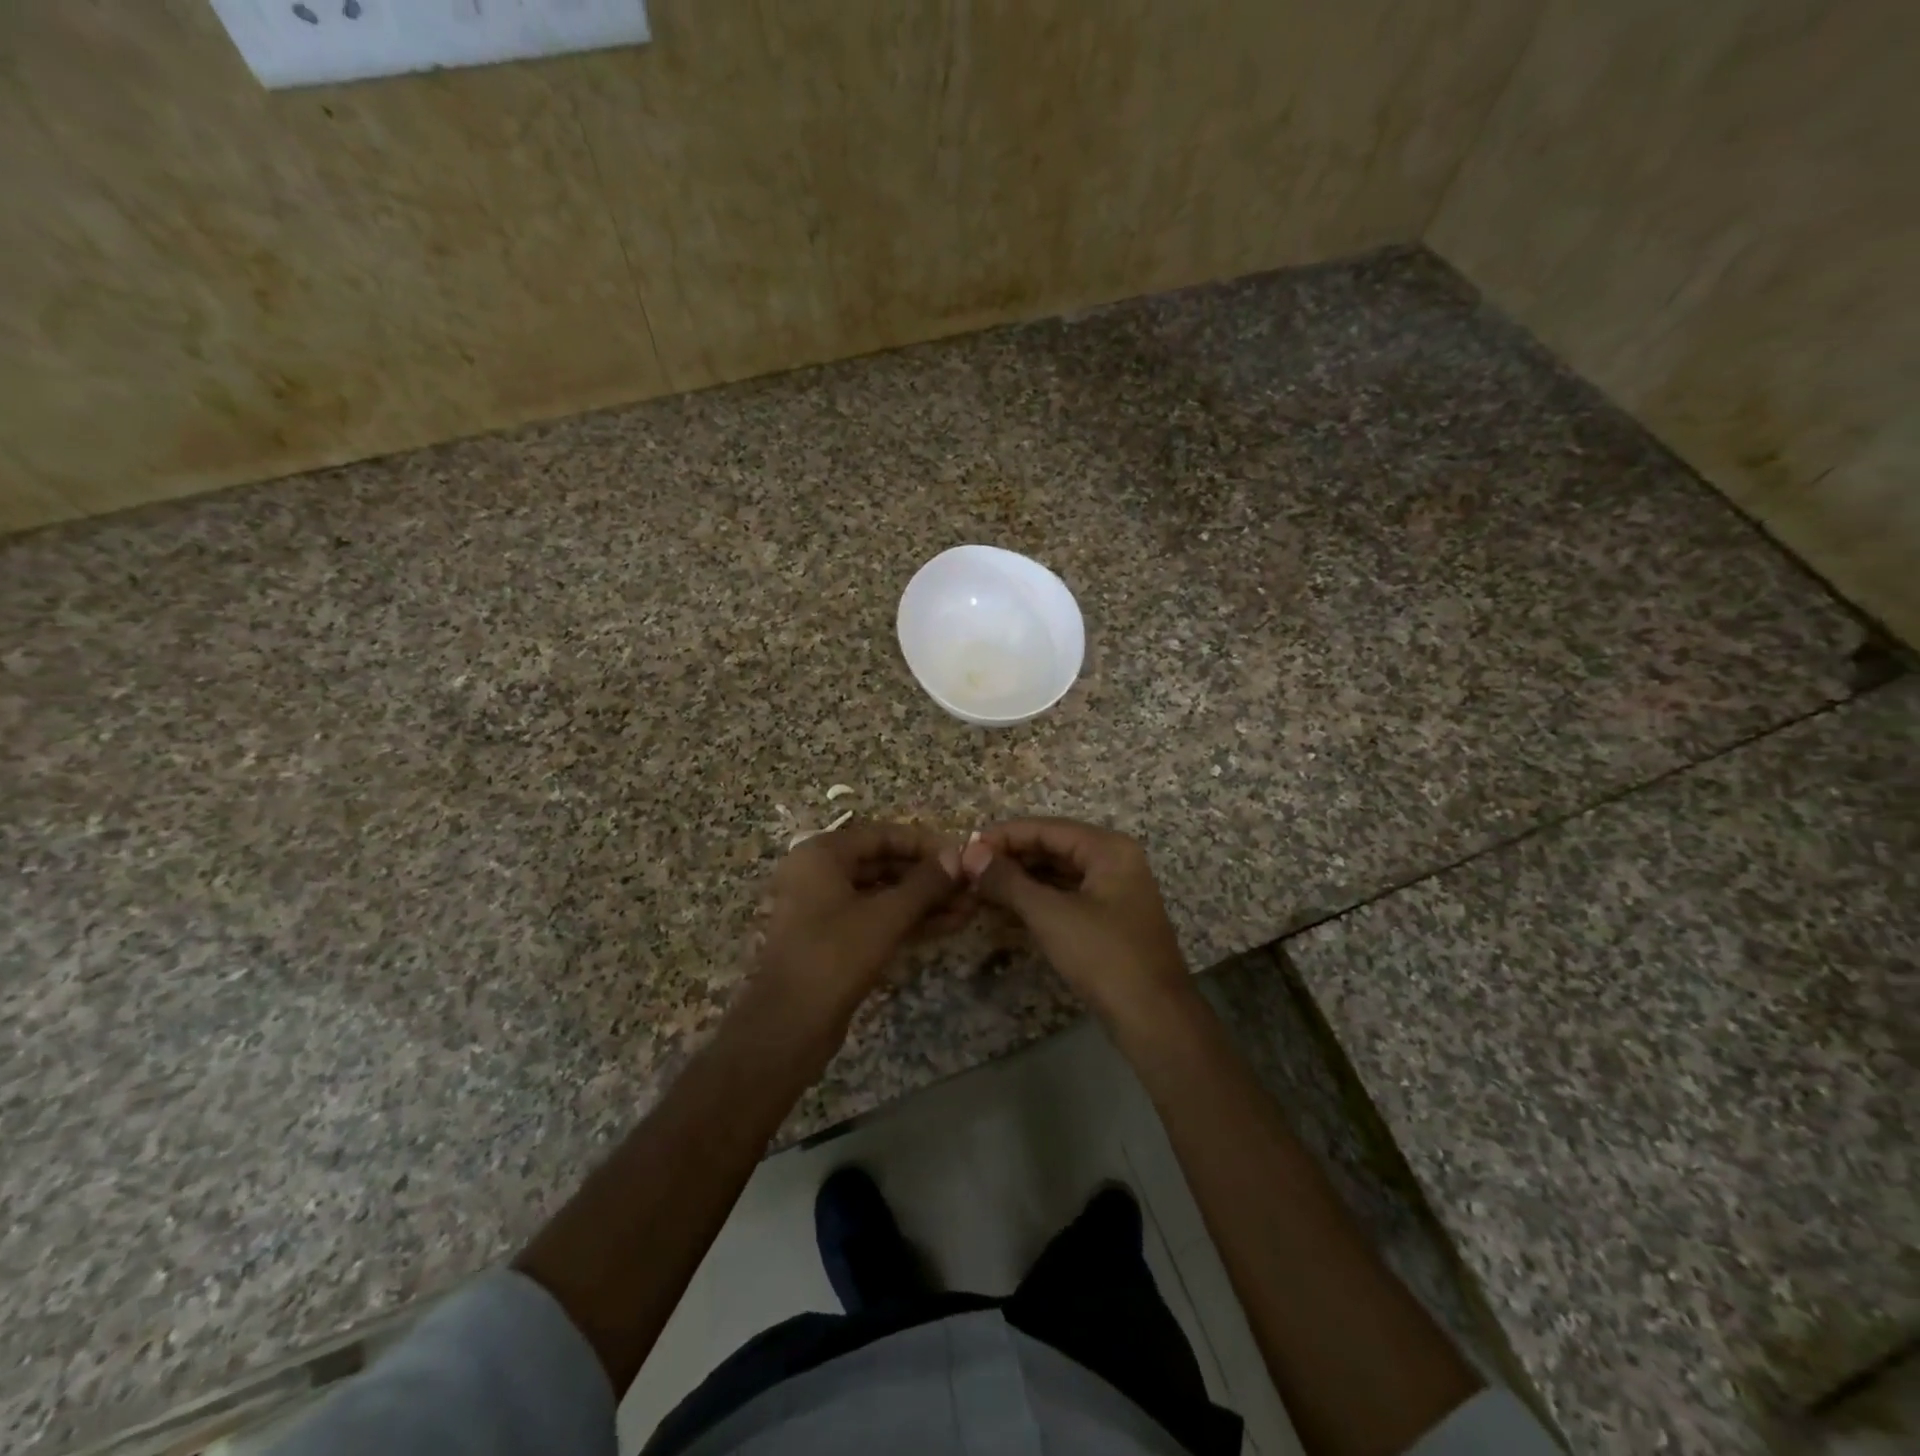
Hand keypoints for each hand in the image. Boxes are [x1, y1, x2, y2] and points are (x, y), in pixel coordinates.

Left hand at [755, 820, 968, 1024]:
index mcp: (822, 854)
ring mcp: (825, 908)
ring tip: (968, 908)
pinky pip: (876, 918)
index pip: (883, 835)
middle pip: (883, 863)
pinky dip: (909, 920)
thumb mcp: (886, 916)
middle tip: (970, 886)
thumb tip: (960, 855)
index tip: (962, 856)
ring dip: (924, 901)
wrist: (788, 1027)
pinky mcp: (833, 939)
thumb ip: (925, 884)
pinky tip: (949, 925)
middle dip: (929, 877)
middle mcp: (820, 873)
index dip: (925, 844)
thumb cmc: (834, 957)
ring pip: (883, 894)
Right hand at [959, 818, 1193, 1026]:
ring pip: (1058, 875)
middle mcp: (1114, 862)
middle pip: (1053, 848)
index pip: (1047, 828)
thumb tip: (971, 854)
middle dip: (1011, 859)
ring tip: (979, 889)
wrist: (1154, 1019)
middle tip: (969, 871)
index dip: (1004, 836)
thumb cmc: (1104, 956)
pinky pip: (1065, 898)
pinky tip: (1005, 912)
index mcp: (1108, 849)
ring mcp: (1113, 892)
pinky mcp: (1108, 921)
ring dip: (1020, 881)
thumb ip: (1008, 881)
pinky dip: (1036, 902)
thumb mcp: (1050, 915)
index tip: (966, 847)